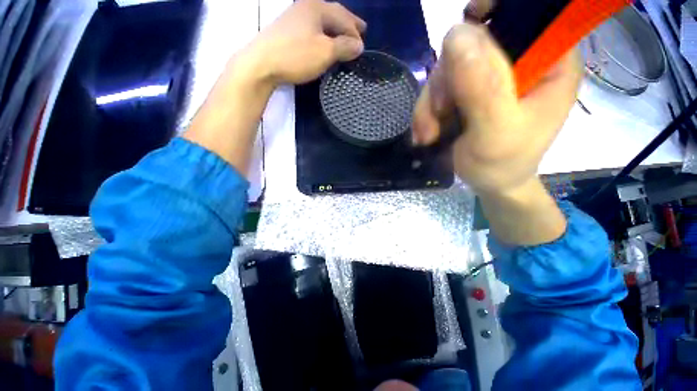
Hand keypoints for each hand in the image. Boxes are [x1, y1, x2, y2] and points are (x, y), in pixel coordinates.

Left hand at [248, 0, 365, 86]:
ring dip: (335, 30)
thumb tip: (359, 45)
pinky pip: (312, 29)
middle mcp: (305, 7)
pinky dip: (323, 35)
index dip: (355, 32)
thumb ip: (344, 47)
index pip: (343, 17)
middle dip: (347, 24)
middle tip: (360, 31)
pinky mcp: (287, 31)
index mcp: (317, 8)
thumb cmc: (296, 56)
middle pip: (333, 14)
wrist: (261, 64)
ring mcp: (294, 18)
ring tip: (344, 38)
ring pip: (322, 22)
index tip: (363, 47)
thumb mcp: (325, 52)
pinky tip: (324, 42)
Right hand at [412, 22, 581, 195]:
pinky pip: (436, 90)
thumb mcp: (494, 132)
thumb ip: (481, 87)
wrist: (490, 183)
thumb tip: (457, 34)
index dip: (497, 8)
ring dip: (430, 103)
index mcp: (548, 63)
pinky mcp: (466, 92)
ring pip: (447, 69)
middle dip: (446, 80)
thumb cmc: (502, 164)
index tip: (470, 17)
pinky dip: (426, 112)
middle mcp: (519, 62)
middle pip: (473, 42)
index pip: (529, 12)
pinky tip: (426, 133)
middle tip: (440, 113)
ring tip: (429, 134)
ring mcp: (488, 77)